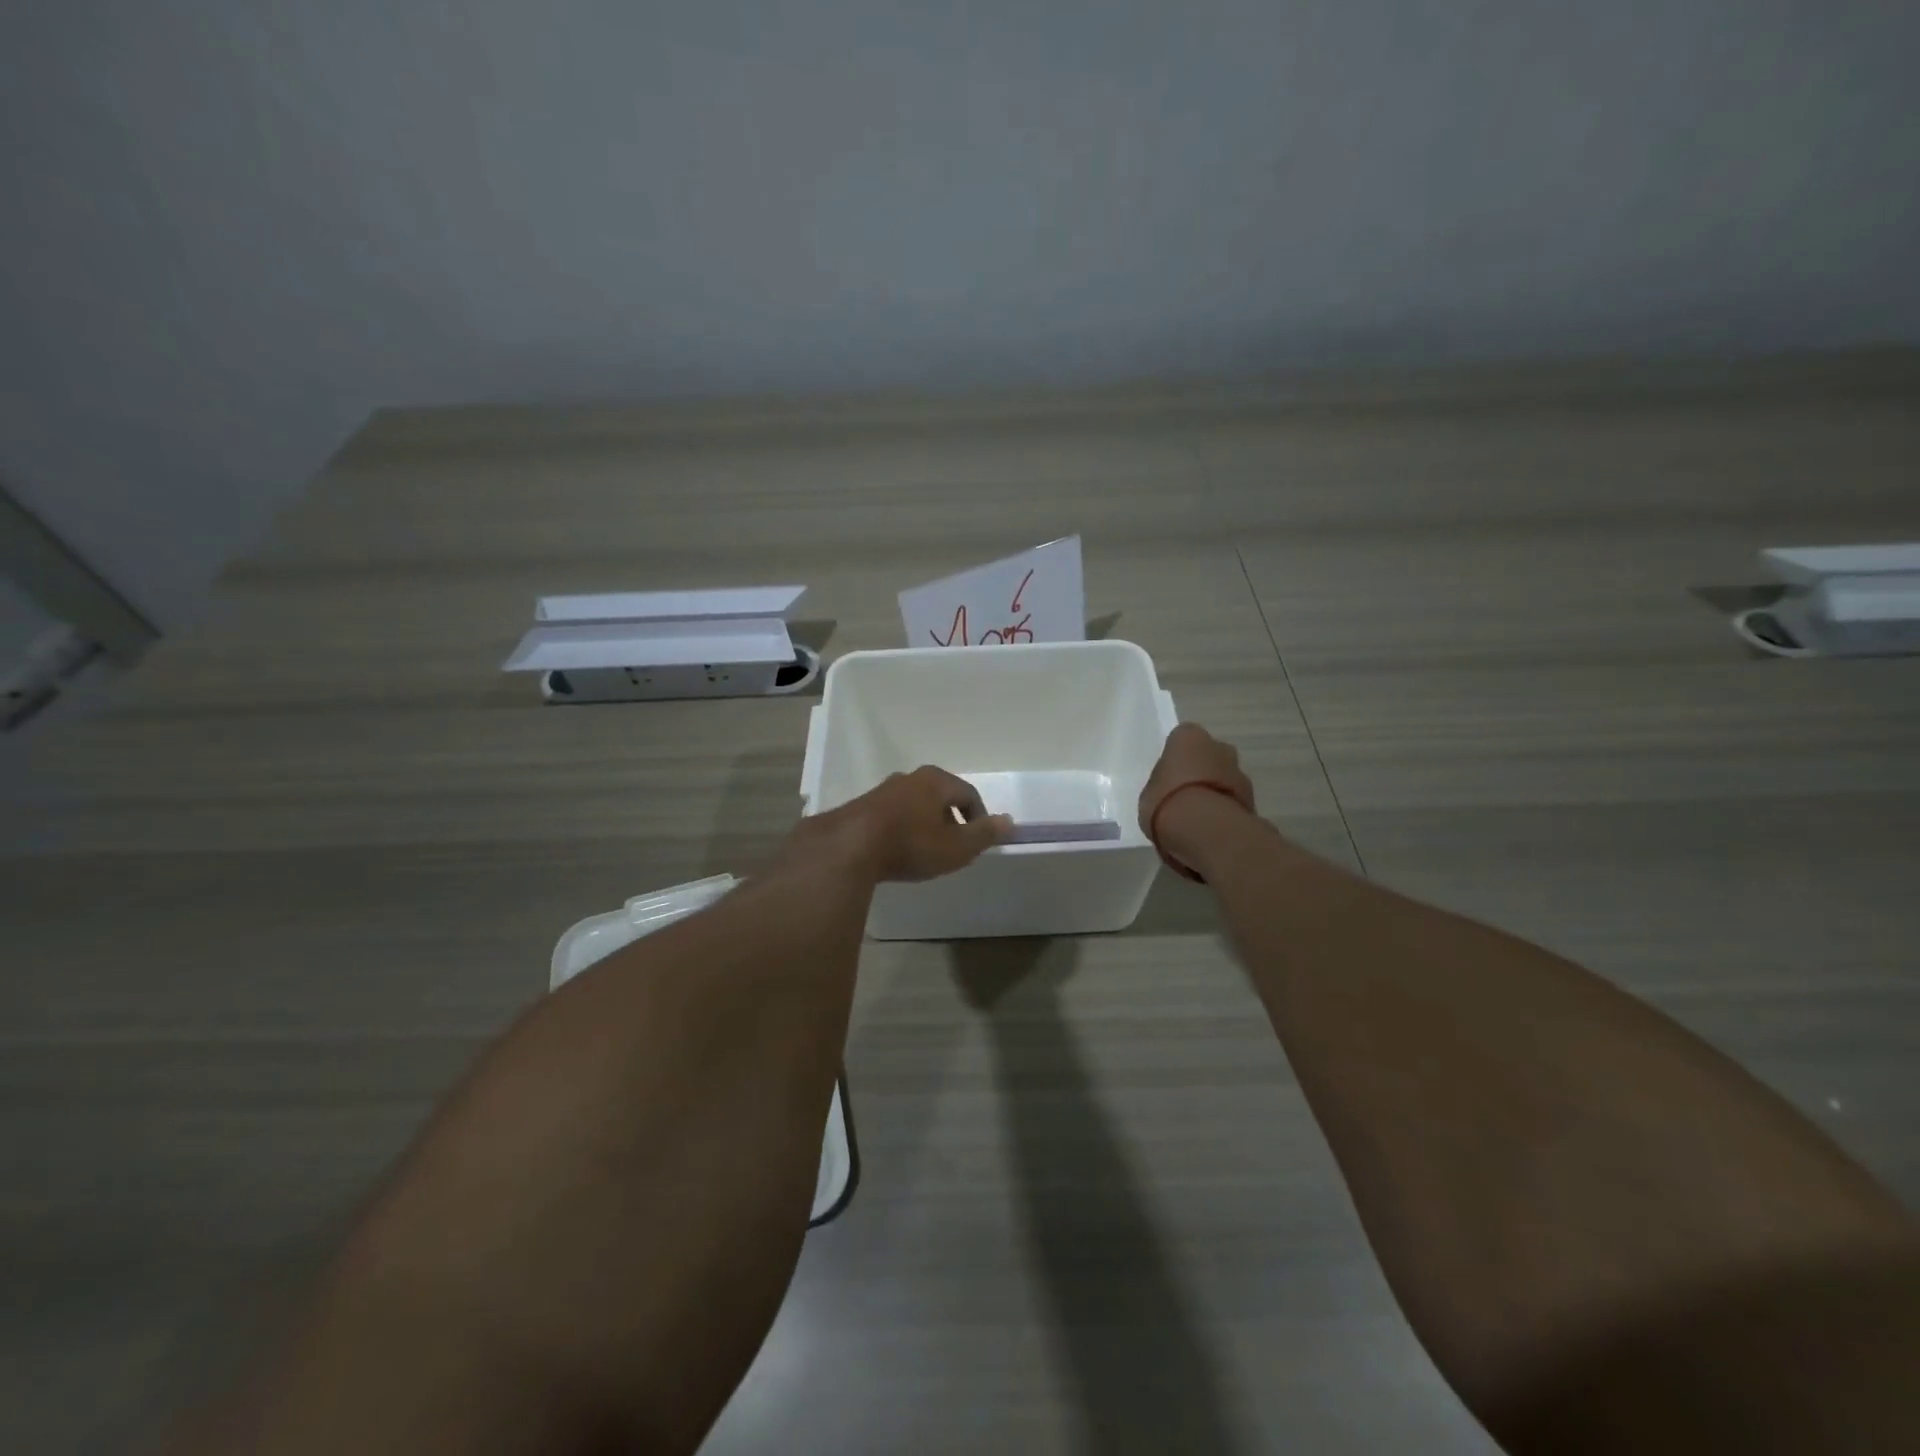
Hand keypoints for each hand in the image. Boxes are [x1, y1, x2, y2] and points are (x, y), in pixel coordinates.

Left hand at [813, 766, 1011, 882]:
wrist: (849, 847)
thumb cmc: (911, 844)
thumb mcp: (956, 847)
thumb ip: (984, 834)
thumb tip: (1008, 821)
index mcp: (936, 781)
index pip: (968, 794)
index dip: (978, 818)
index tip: (978, 841)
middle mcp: (910, 778)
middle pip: (940, 796)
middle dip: (950, 820)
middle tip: (953, 846)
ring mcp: (883, 790)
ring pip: (915, 804)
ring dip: (924, 824)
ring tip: (925, 850)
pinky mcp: (862, 806)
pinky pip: (892, 815)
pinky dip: (902, 829)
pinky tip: (898, 850)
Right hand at [1139, 723, 1255, 877]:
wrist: (1203, 829)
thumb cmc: (1166, 801)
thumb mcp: (1149, 790)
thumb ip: (1163, 783)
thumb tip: (1170, 789)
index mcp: (1189, 737)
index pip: (1182, 738)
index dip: (1176, 757)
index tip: (1169, 774)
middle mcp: (1219, 747)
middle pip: (1209, 755)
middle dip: (1201, 770)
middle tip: (1183, 793)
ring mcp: (1240, 772)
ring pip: (1225, 777)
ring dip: (1215, 790)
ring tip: (1197, 815)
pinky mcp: (1252, 800)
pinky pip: (1232, 800)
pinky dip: (1224, 809)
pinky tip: (1209, 827)